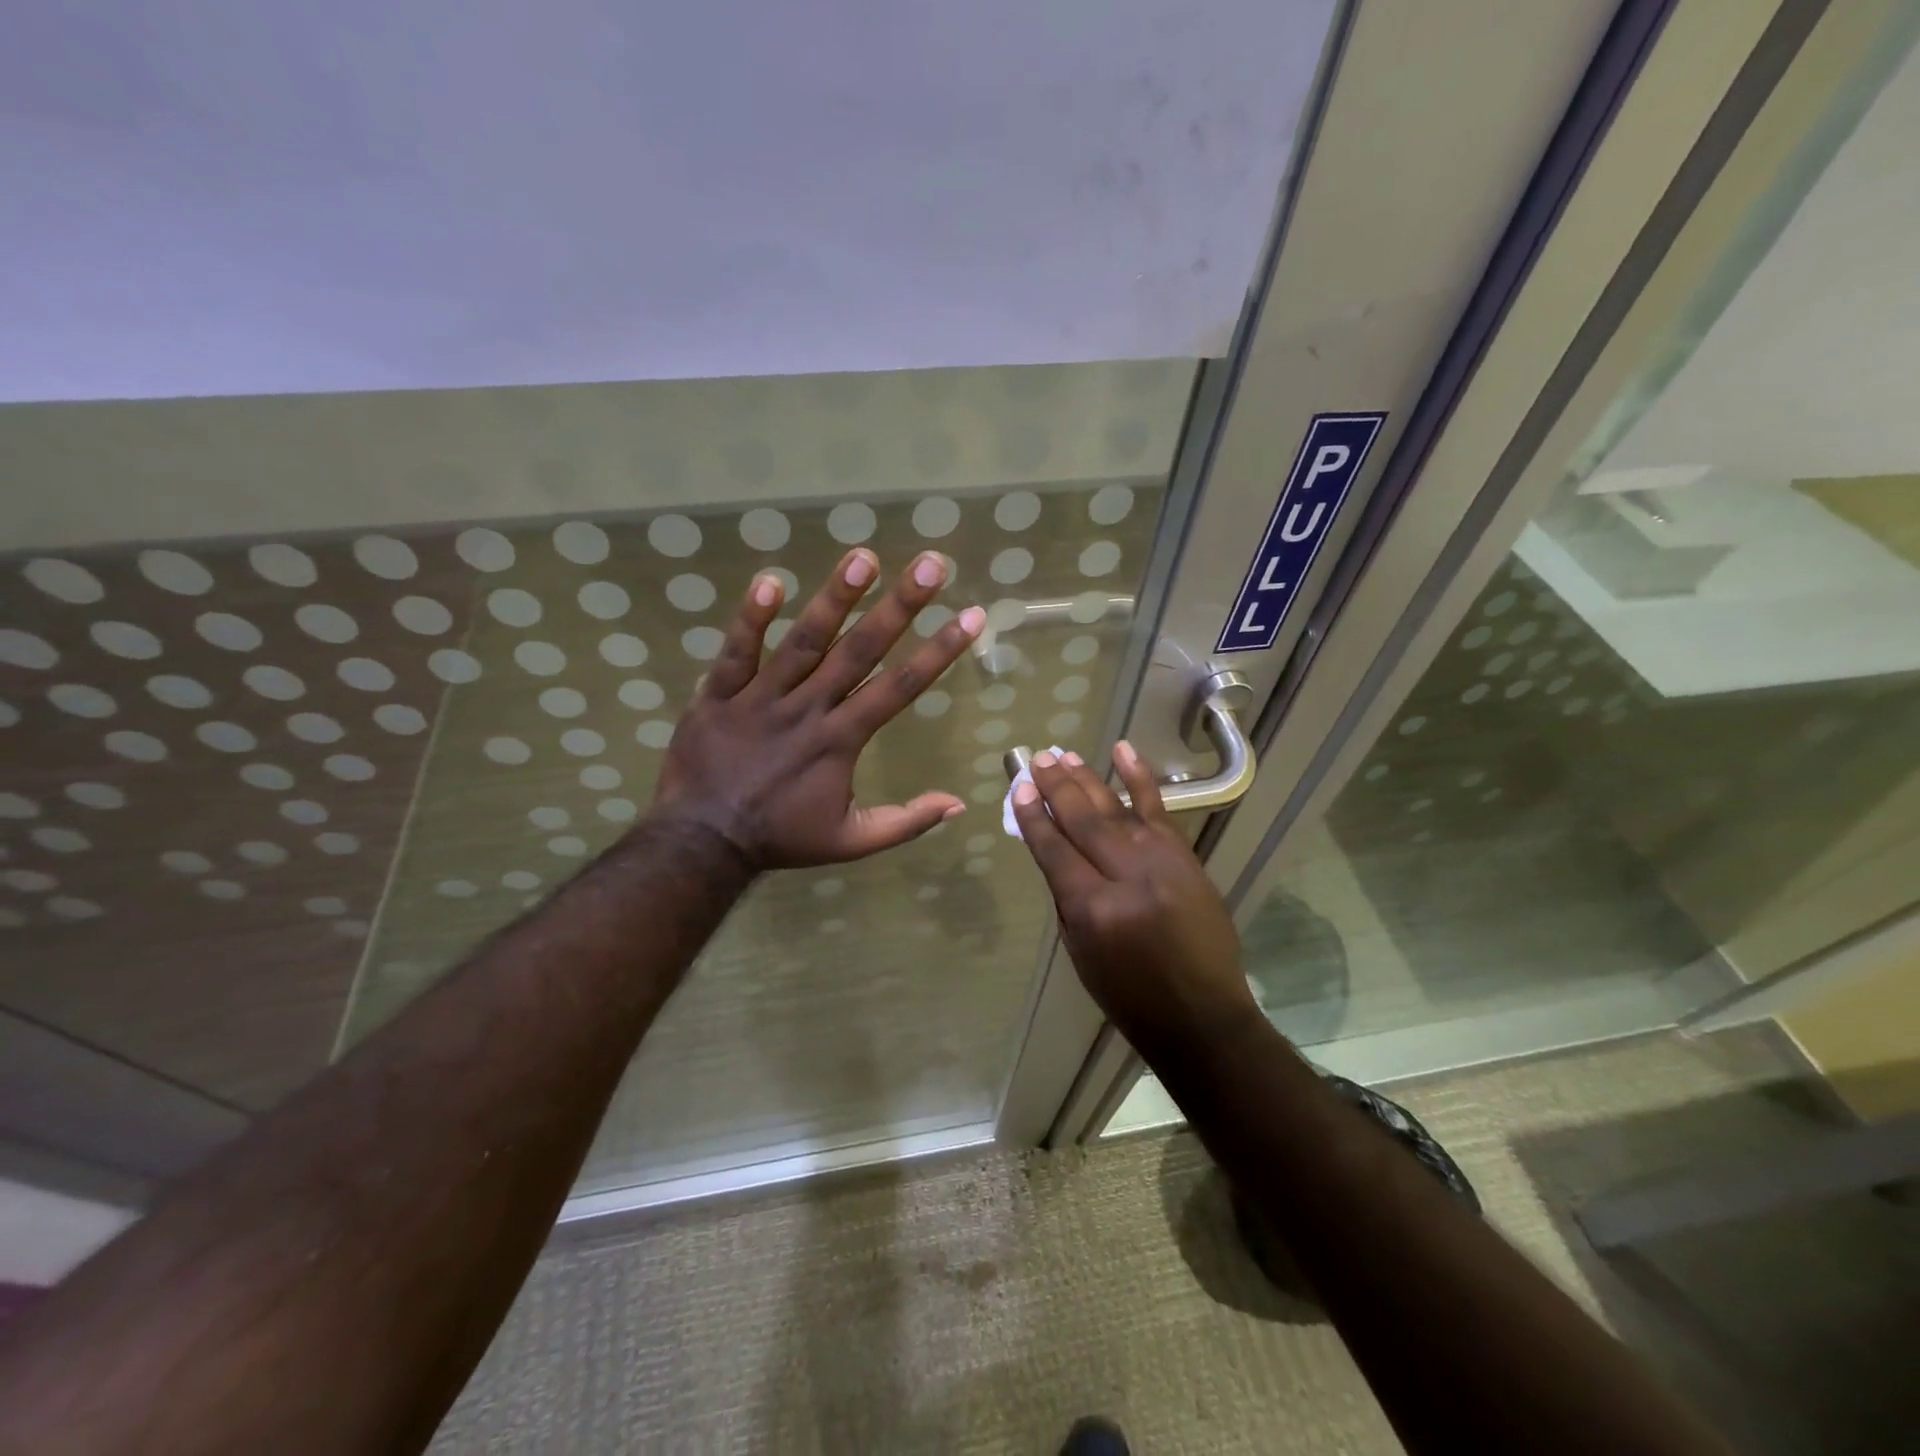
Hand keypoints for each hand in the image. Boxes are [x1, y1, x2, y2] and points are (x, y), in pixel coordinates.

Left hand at [648, 548, 985, 869]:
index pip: (900, 687)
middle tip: (931, 564)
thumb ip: (905, 822)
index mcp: (841, 740)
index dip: (939, 651)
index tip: (971, 616)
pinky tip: (770, 581)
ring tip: (863, 557)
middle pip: (860, 651)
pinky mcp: (718, 694)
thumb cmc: (781, 838)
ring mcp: (761, 698)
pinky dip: (751, 619)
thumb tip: (958, 804)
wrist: (702, 842)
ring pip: (803, 642)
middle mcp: (808, 709)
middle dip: (900, 606)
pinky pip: (735, 652)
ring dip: (835, 599)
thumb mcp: (851, 842)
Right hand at [1011, 743, 1258, 1049]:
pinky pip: (1158, 808)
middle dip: (1055, 787)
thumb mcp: (1080, 952)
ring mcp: (1160, 861)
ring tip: (1063, 755)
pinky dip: (1139, 777)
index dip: (1033, 816)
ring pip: (1114, 808)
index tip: (1018, 788)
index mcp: (1093, 909)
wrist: (1201, 1013)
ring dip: (1086, 778)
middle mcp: (1126, 876)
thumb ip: (1066, 896)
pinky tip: (1122, 750)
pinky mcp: (1184, 855)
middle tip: (1037, 759)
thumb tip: (1054, 846)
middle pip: (1082, 820)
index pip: (1054, 849)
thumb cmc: (1129, 993)